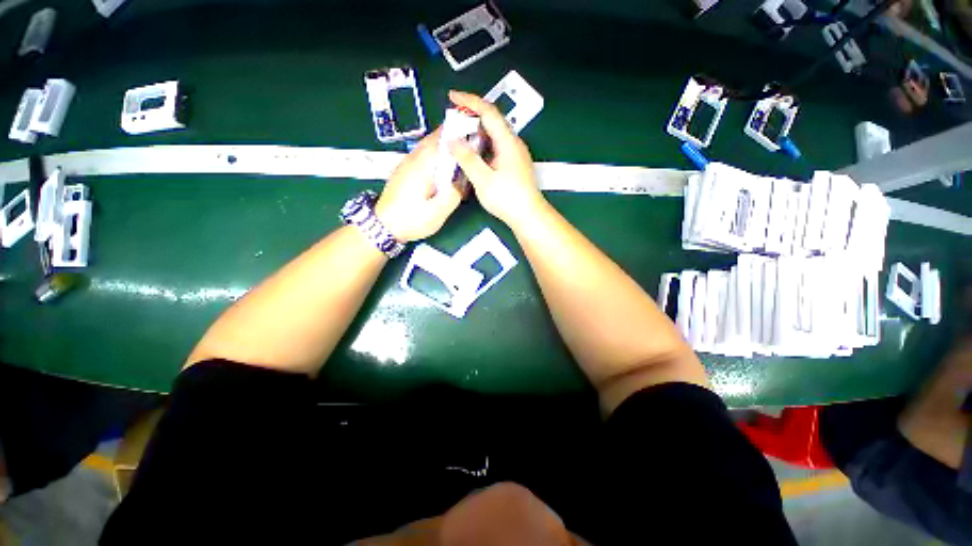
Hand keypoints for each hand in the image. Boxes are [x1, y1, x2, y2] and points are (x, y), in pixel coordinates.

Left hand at [375, 129, 462, 241]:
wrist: (383, 226)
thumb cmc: (411, 219)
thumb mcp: (437, 212)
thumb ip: (453, 194)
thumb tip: (466, 179)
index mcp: (422, 165)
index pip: (441, 138)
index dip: (458, 131)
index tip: (475, 128)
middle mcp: (413, 158)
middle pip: (434, 138)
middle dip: (453, 135)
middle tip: (472, 139)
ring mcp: (407, 164)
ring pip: (427, 146)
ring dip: (444, 144)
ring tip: (461, 151)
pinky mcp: (405, 171)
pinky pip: (423, 155)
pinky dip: (436, 154)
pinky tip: (444, 165)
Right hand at [446, 91, 546, 228]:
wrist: (528, 216)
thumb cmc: (508, 199)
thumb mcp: (483, 179)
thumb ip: (467, 158)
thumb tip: (453, 140)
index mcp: (508, 142)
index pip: (488, 112)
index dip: (470, 101)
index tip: (452, 96)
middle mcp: (514, 144)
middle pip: (492, 121)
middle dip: (471, 116)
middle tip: (453, 120)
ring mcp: (515, 154)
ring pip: (494, 135)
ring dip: (476, 132)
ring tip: (460, 136)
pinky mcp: (514, 165)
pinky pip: (496, 147)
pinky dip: (482, 145)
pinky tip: (473, 154)